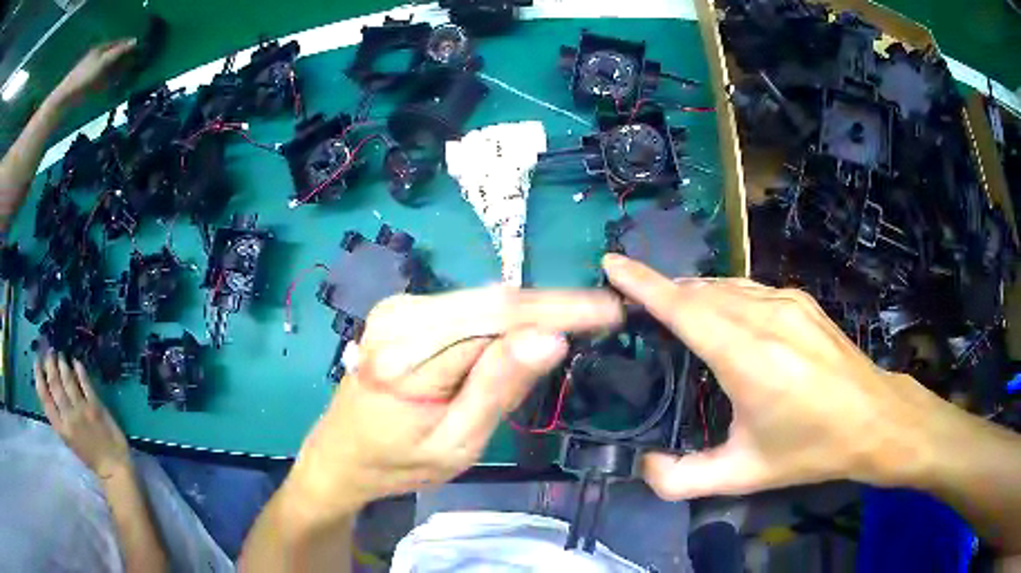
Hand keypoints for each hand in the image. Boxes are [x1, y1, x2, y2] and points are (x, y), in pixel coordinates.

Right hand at [34, 352, 130, 479]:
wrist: (114, 468)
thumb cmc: (91, 456)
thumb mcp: (69, 440)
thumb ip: (60, 419)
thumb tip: (52, 393)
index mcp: (61, 429)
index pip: (45, 399)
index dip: (39, 378)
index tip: (36, 362)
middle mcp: (69, 417)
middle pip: (55, 385)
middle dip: (50, 365)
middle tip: (49, 352)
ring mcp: (82, 410)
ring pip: (68, 380)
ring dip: (62, 364)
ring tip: (60, 354)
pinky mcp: (96, 406)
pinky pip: (85, 383)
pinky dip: (79, 370)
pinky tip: (76, 361)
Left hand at [51, 39, 136, 105]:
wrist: (64, 100)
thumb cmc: (83, 78)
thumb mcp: (103, 61)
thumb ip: (119, 51)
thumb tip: (135, 41)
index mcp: (101, 48)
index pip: (119, 42)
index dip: (129, 45)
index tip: (141, 49)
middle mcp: (97, 57)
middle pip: (114, 55)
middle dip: (124, 58)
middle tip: (137, 63)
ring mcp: (92, 72)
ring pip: (109, 68)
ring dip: (118, 71)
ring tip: (128, 75)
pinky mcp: (87, 86)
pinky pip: (102, 81)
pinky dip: (110, 82)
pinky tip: (114, 86)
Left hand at [284, 286, 622, 522]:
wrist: (342, 453)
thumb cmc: (397, 462)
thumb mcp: (455, 444)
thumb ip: (498, 388)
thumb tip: (550, 337)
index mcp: (407, 354)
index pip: (498, 316)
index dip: (561, 308)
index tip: (611, 309)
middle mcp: (400, 315)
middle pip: (494, 300)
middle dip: (556, 306)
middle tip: (606, 315)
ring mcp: (400, 307)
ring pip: (485, 301)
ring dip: (534, 313)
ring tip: (581, 324)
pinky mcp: (405, 310)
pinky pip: (469, 309)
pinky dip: (506, 320)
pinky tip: (529, 335)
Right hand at [602, 254, 945, 498]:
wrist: (873, 419)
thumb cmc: (810, 449)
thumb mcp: (744, 475)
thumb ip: (684, 479)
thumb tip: (644, 465)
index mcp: (750, 360)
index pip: (686, 309)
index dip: (644, 284)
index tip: (611, 263)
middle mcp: (766, 319)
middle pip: (701, 291)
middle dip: (662, 290)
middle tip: (633, 303)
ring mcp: (787, 303)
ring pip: (725, 285)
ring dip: (692, 292)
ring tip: (670, 307)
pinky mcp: (800, 301)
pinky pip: (748, 288)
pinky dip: (721, 294)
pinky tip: (719, 313)